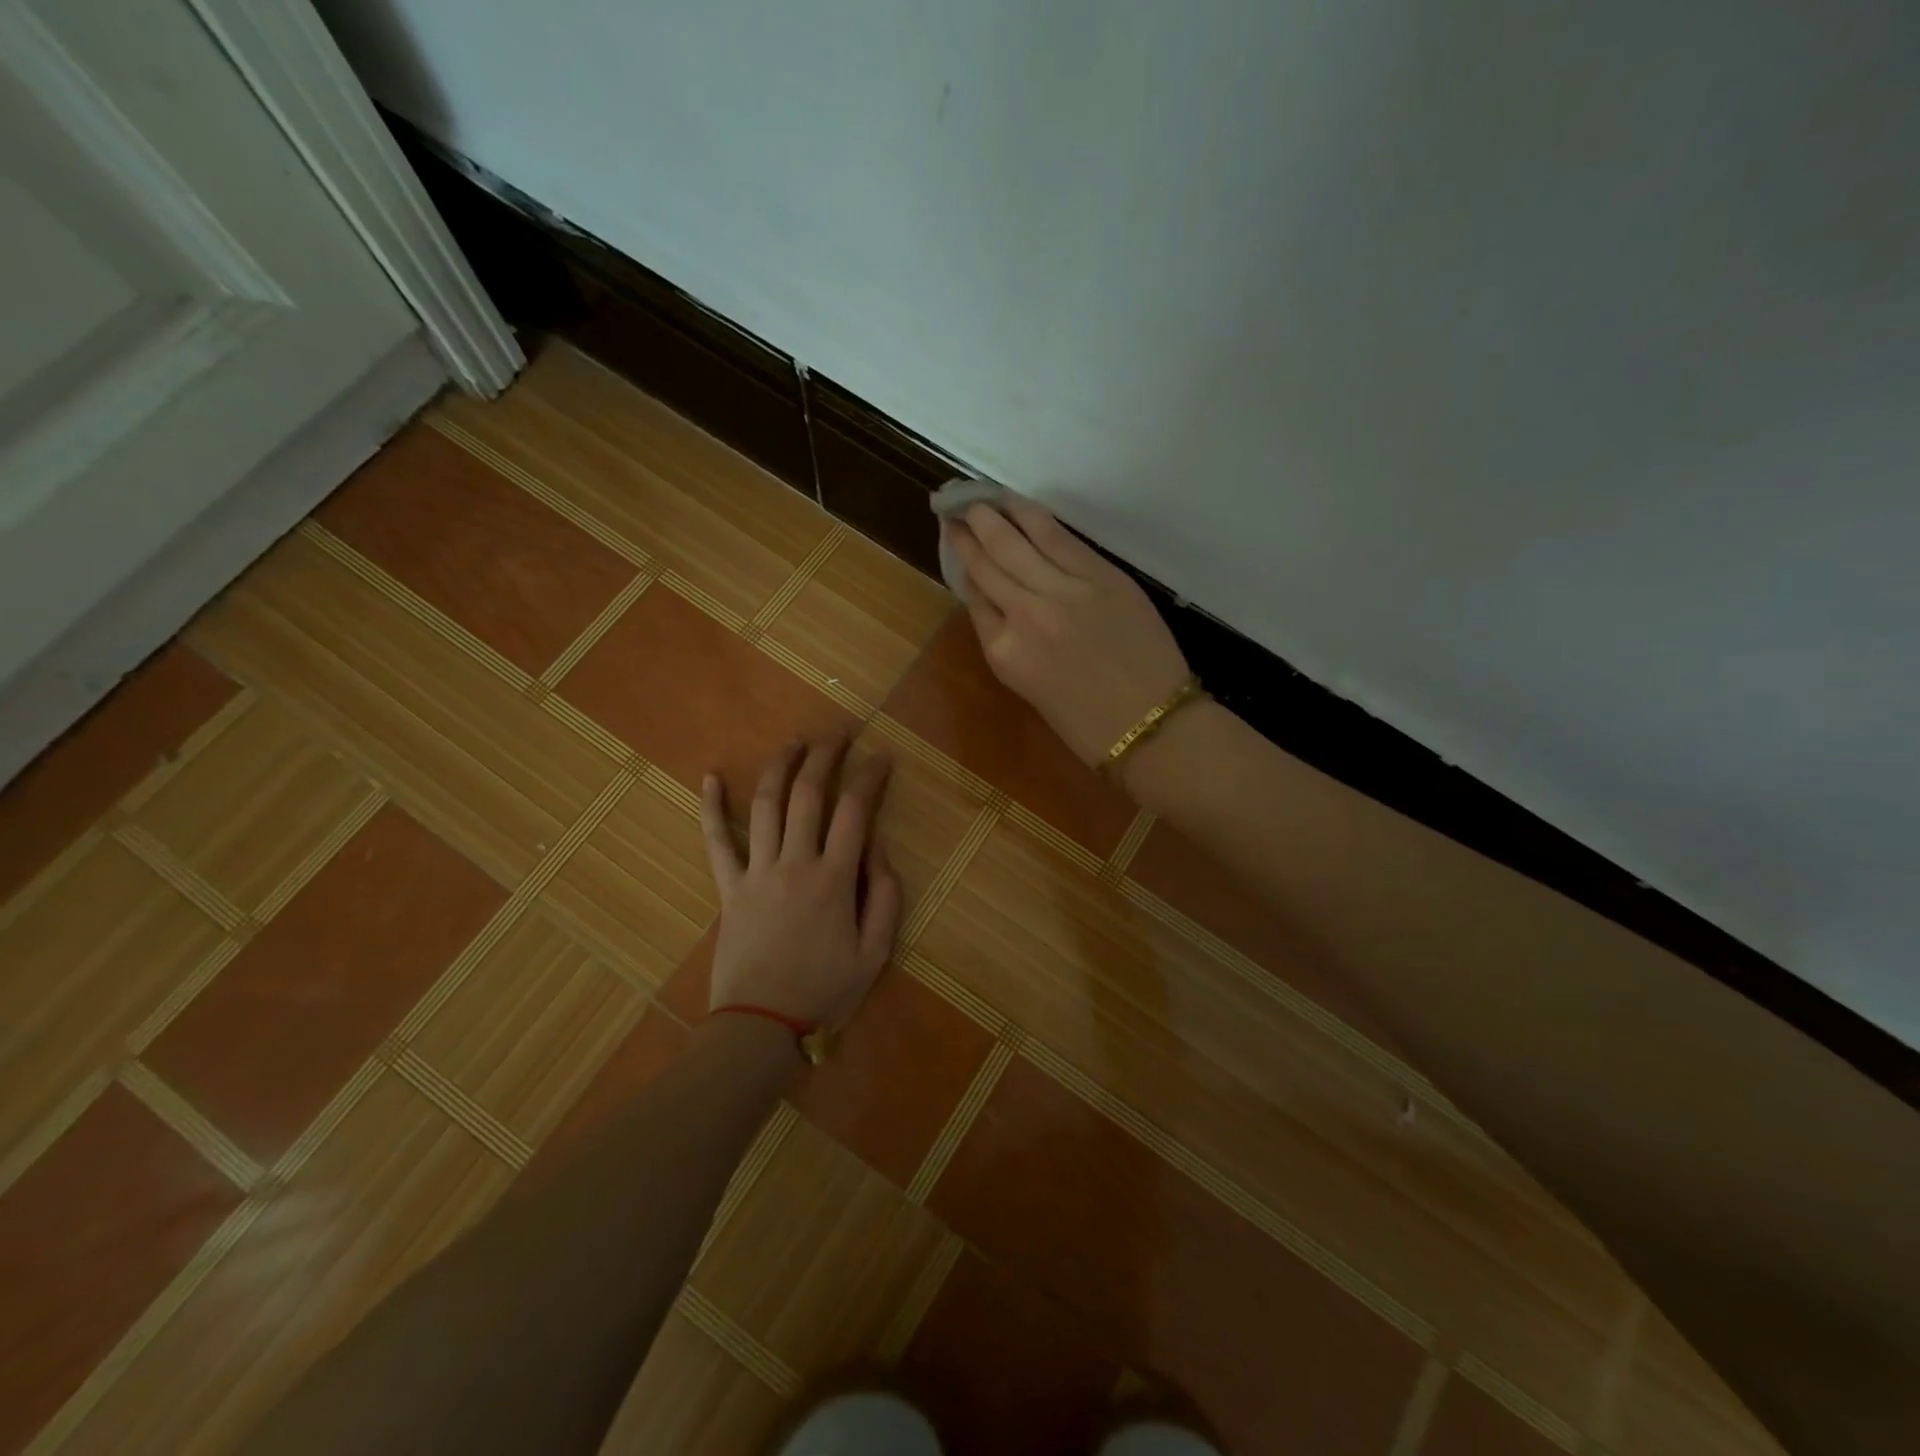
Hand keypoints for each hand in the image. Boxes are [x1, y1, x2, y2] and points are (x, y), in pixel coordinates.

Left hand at [699, 738, 902, 1029]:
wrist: (761, 1025)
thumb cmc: (824, 991)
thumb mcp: (876, 953)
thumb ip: (885, 896)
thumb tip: (877, 849)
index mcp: (834, 879)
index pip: (855, 810)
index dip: (870, 776)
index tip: (882, 755)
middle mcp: (795, 863)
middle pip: (809, 794)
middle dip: (826, 755)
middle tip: (839, 732)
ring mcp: (757, 872)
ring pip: (766, 805)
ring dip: (780, 767)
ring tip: (794, 741)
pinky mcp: (729, 888)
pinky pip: (716, 842)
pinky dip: (710, 807)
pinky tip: (709, 776)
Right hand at [943, 498, 1191, 768]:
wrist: (1153, 727)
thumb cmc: (1089, 726)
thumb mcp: (1032, 689)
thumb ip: (1011, 643)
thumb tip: (1001, 604)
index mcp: (1003, 653)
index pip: (974, 597)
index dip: (962, 566)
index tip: (955, 544)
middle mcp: (1024, 615)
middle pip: (987, 563)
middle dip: (966, 532)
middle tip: (953, 508)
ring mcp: (1063, 590)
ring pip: (1015, 542)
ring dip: (990, 515)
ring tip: (975, 497)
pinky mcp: (1100, 575)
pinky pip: (1057, 537)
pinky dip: (1031, 516)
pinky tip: (1015, 503)